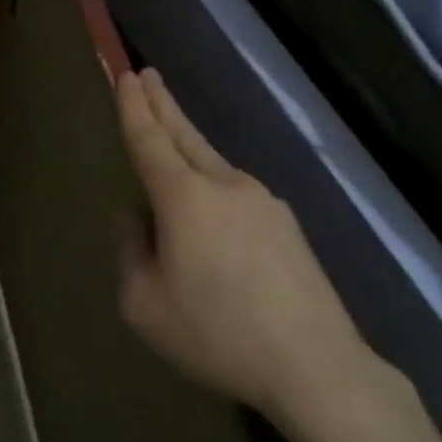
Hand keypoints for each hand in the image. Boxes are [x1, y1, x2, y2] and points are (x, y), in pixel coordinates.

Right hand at [115, 69, 379, 441]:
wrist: (316, 367)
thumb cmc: (217, 334)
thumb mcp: (144, 303)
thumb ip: (130, 249)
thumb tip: (136, 216)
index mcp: (184, 197)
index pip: (149, 139)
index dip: (133, 107)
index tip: (126, 75)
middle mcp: (225, 185)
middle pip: (185, 134)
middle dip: (162, 104)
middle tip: (147, 75)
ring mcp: (263, 201)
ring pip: (213, 164)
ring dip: (188, 145)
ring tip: (170, 142)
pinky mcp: (288, 225)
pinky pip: (236, 194)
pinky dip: (213, 186)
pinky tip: (212, 214)